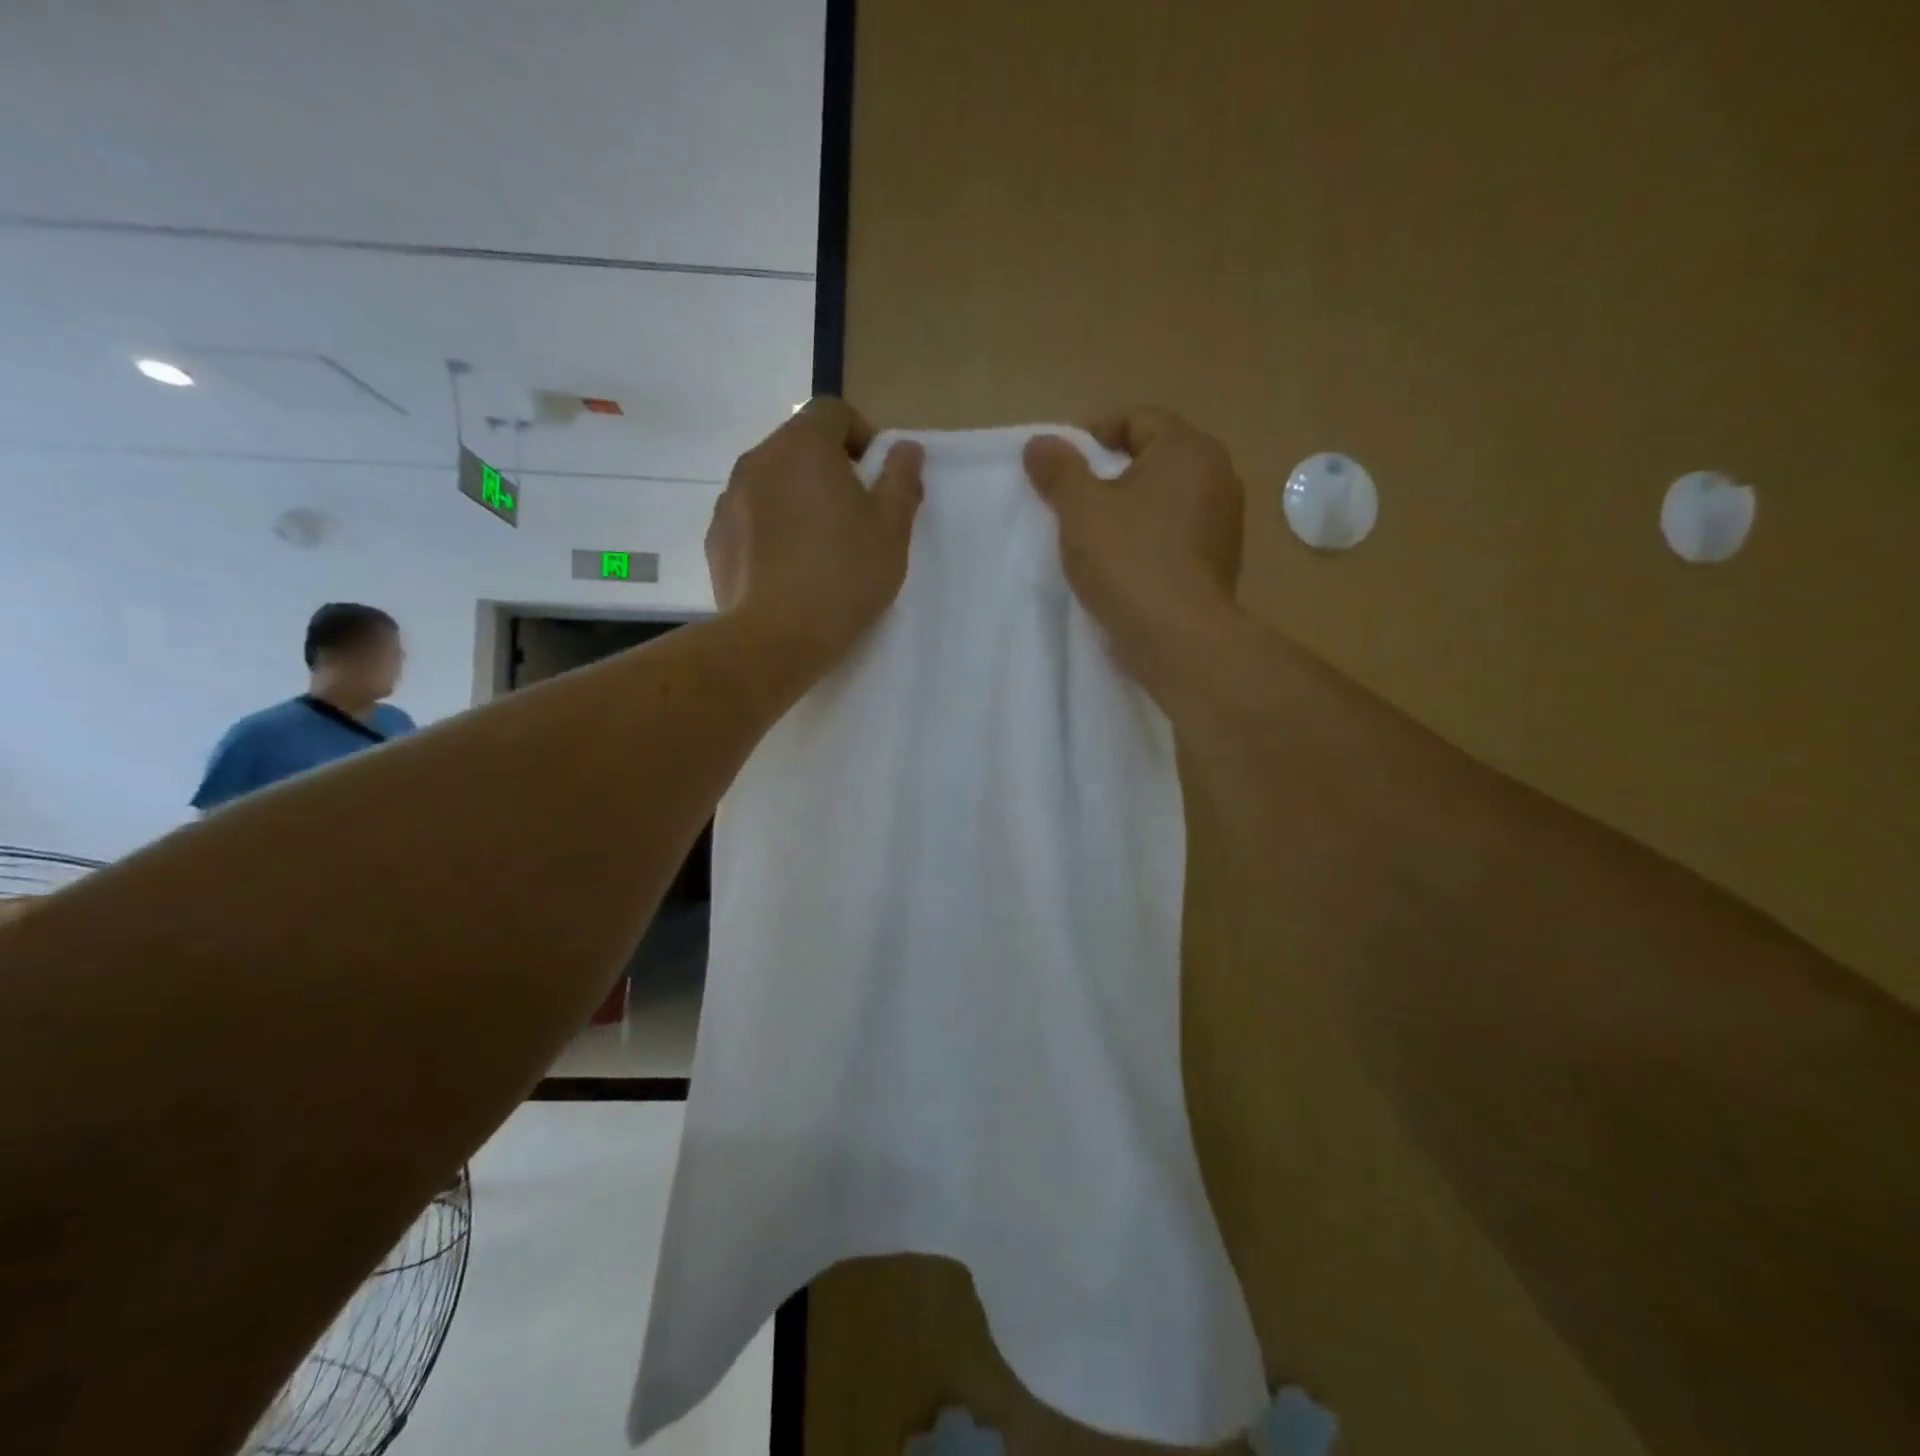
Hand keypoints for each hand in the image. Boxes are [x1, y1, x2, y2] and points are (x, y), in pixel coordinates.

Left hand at [707, 399, 923, 664]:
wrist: (775, 639)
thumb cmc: (844, 577)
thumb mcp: (892, 529)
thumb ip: (901, 479)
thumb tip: (905, 448)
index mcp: (804, 446)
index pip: (834, 411)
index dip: (862, 436)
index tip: (876, 479)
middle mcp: (759, 459)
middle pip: (800, 445)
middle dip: (830, 469)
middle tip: (854, 517)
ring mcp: (729, 498)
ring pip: (773, 482)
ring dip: (798, 499)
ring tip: (819, 547)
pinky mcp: (715, 537)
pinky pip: (751, 517)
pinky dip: (771, 528)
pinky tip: (789, 569)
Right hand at [1022, 407, 1243, 685]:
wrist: (1179, 639)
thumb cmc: (1129, 562)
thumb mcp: (1081, 510)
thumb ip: (1059, 470)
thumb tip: (1039, 443)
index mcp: (1188, 450)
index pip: (1137, 418)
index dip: (1094, 434)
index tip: (1063, 467)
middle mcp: (1217, 475)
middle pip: (1154, 457)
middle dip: (1110, 474)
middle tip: (1073, 501)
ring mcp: (1224, 521)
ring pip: (1166, 499)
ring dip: (1130, 509)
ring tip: (1094, 536)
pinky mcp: (1220, 561)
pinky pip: (1176, 534)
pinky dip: (1149, 538)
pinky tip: (1123, 565)